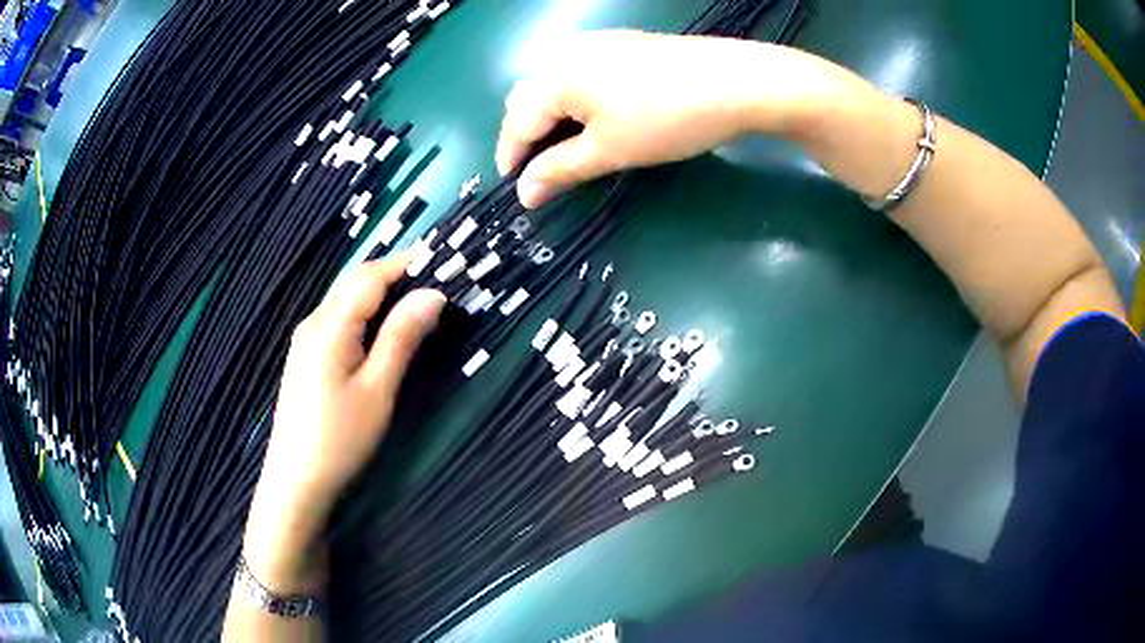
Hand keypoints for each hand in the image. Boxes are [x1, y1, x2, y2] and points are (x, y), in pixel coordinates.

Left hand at [243, 256, 444, 591]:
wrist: (296, 479)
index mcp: (331, 325)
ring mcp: (307, 339)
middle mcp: (314, 322)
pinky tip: (382, 325)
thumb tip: (432, 294)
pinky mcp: (307, 356)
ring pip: (346, 299)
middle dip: (393, 272)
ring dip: (380, 290)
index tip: (441, 256)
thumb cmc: (340, 438)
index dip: (405, 262)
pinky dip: (365, 310)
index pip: (370, 276)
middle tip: (434, 275)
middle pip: (355, 281)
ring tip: (416, 295)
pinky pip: (339, 318)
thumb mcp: (378, 389)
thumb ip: (402, 337)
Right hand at [496, 31, 863, 207]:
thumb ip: (560, 169)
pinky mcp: (626, 44)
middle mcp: (569, 53)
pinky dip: (577, 98)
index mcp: (557, 77)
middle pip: (529, 95)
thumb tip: (525, 192)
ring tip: (572, 144)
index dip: (511, 156)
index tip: (516, 188)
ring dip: (552, 114)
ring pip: (556, 81)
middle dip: (527, 132)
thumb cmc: (667, 118)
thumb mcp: (610, 150)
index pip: (517, 121)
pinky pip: (582, 71)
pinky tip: (600, 114)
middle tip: (545, 166)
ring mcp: (600, 44)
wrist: (736, 82)